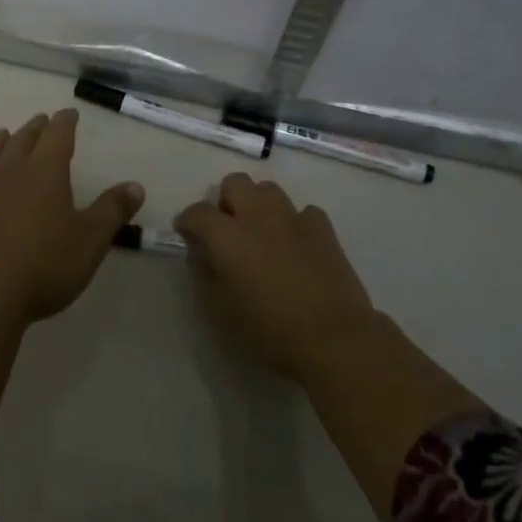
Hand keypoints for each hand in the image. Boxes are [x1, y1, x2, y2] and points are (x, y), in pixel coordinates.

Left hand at [0, 109, 143, 324]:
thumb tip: (135, 185)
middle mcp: (10, 172)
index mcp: (45, 172)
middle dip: (35, 128)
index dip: (65, 122)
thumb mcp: (91, 240)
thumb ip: (113, 210)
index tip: (69, 113)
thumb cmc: (45, 264)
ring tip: (2, 136)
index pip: (58, 135)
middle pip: (22, 140)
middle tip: (41, 121)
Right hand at [175, 172, 376, 383]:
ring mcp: (293, 218)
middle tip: (228, 230)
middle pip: (235, 183)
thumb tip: (202, 254)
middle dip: (226, 201)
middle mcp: (257, 216)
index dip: (188, 222)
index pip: (197, 212)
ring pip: (269, 189)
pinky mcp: (323, 228)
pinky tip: (296, 244)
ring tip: (261, 233)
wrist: (333, 338)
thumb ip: (205, 275)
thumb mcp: (221, 312)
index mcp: (226, 236)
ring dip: (259, 204)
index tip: (188, 236)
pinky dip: (294, 222)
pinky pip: (303, 211)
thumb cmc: (270, 331)